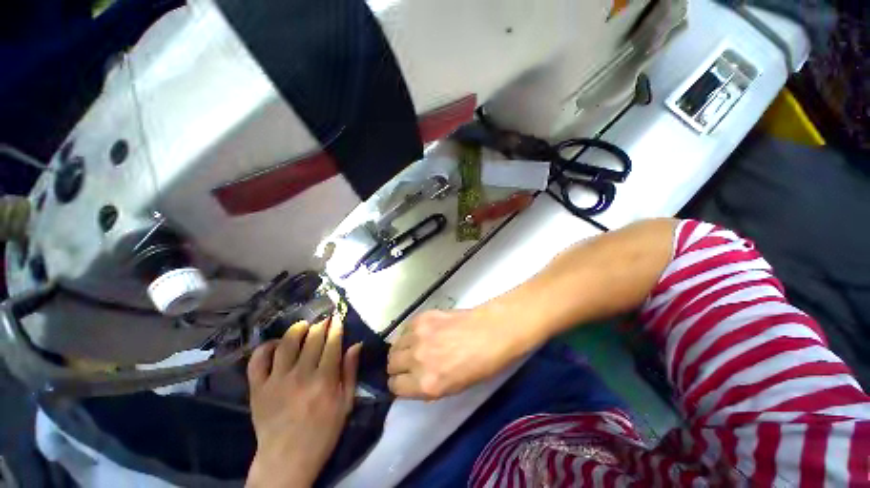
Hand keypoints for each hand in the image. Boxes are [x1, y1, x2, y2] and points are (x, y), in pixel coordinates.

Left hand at [246, 314, 360, 487]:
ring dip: (297, 329)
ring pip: (286, 343)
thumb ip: (350, 372)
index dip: (336, 328)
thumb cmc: (323, 432)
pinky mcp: (257, 388)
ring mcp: (276, 381)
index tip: (338, 318)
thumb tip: (356, 345)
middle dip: (320, 325)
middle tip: (324, 319)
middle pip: (312, 339)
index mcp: (324, 380)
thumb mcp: (346, 404)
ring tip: (303, 326)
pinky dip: (266, 347)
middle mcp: (301, 375)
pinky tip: (276, 344)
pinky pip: (258, 360)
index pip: (332, 343)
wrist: (286, 459)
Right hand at [387, 309, 529, 399]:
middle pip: (391, 364)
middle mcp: (416, 360)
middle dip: (398, 366)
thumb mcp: (451, 388)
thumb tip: (410, 379)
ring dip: (402, 348)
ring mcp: (418, 335)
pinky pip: (404, 329)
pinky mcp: (421, 317)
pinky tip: (422, 333)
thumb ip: (426, 385)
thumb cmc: (479, 365)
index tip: (405, 380)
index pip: (394, 386)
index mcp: (426, 384)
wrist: (490, 332)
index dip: (400, 384)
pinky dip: (409, 334)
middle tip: (410, 363)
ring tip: (415, 346)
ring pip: (395, 345)